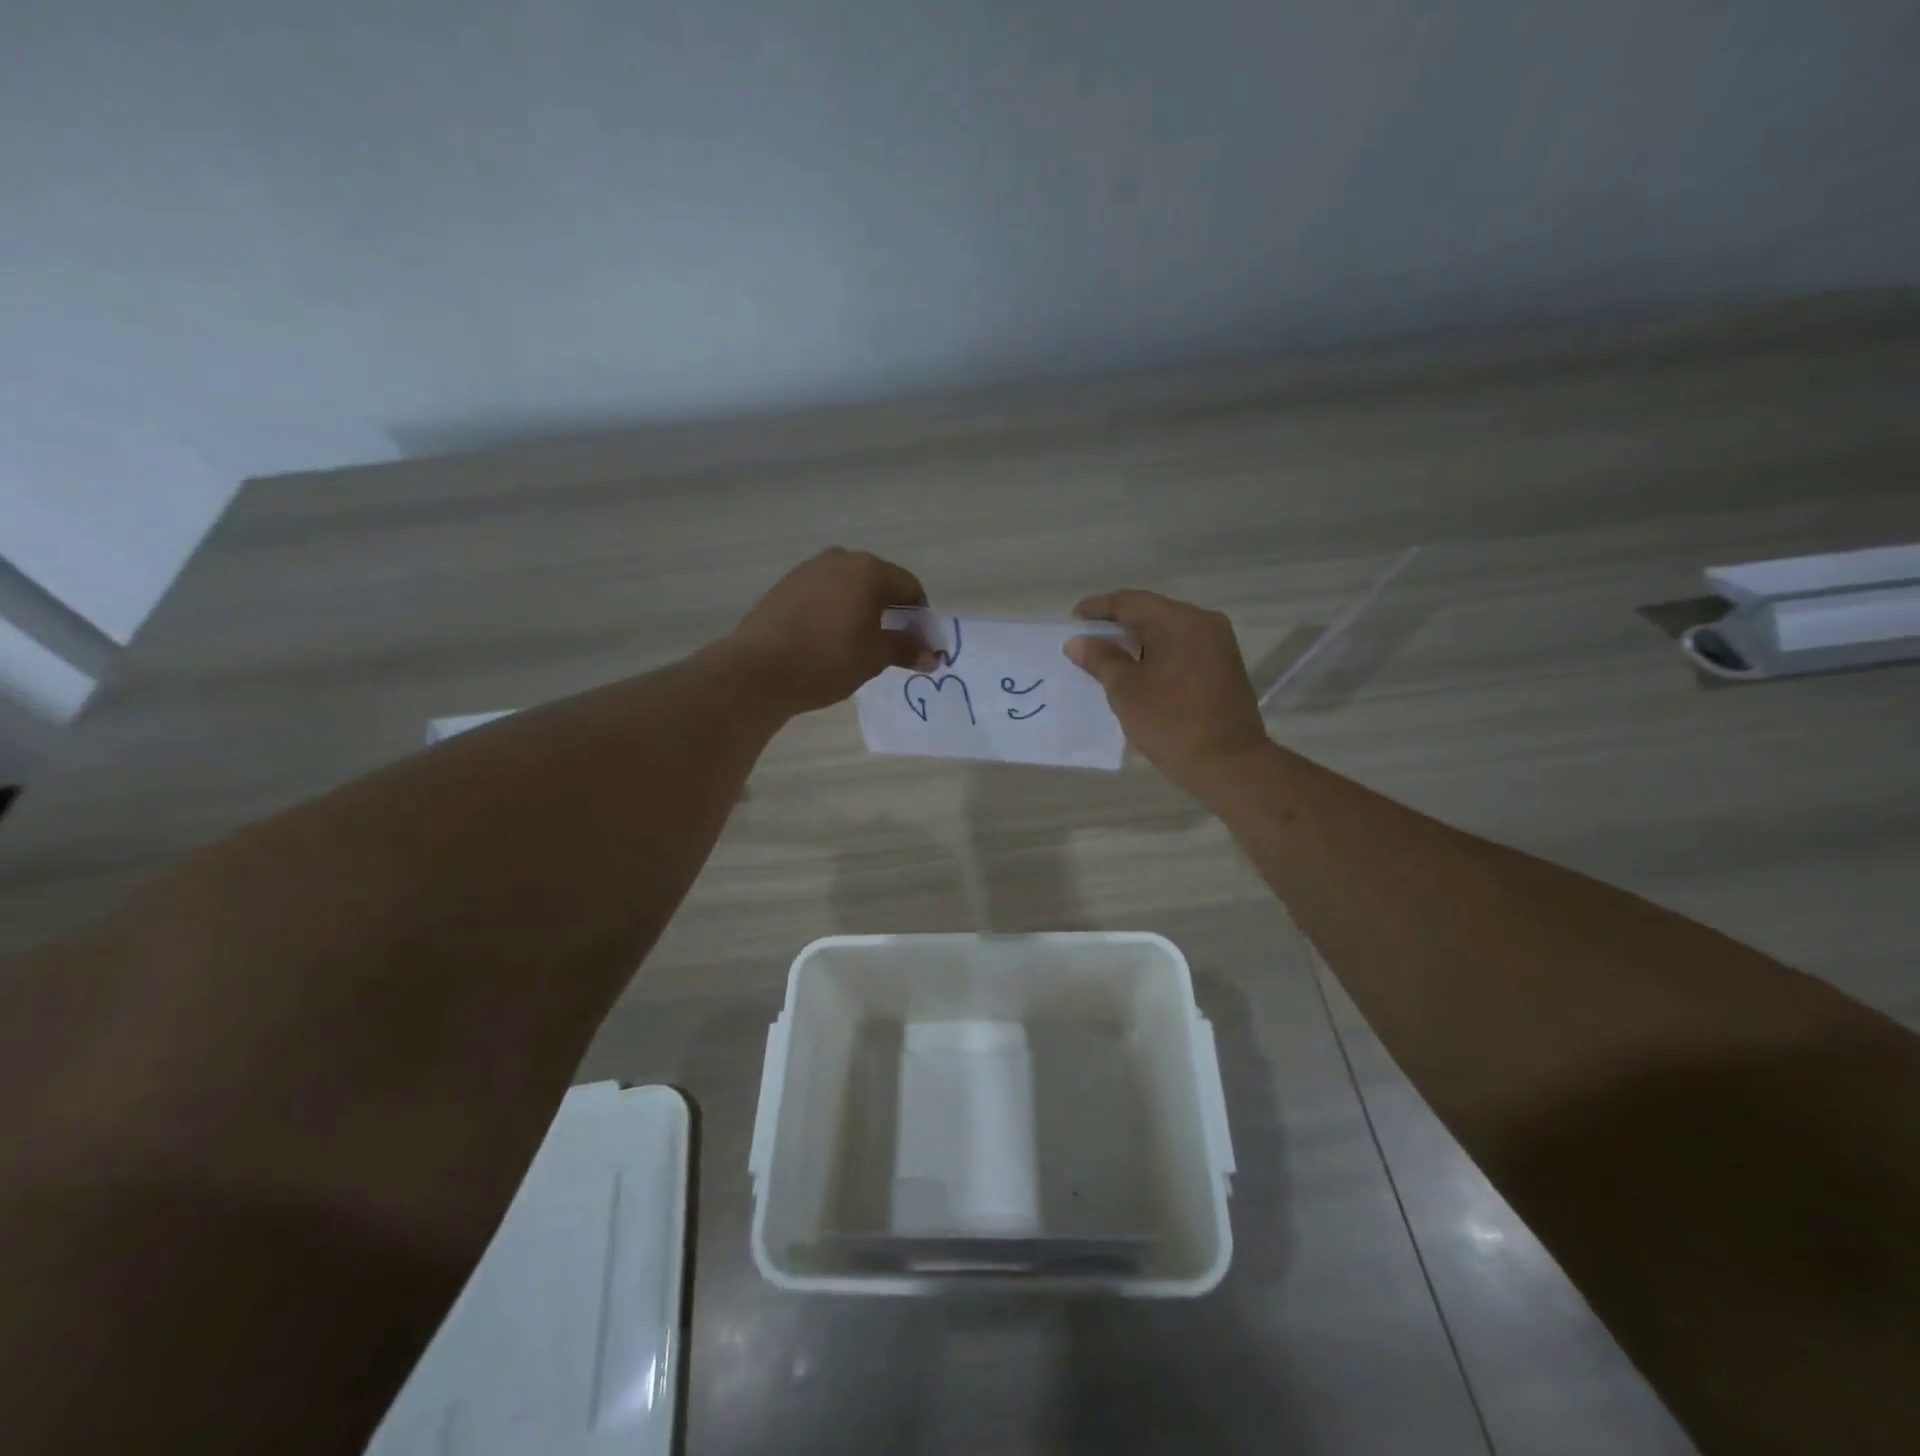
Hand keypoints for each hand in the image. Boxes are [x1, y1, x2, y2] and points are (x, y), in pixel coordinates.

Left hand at [728, 548, 936, 714]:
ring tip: (856, 643)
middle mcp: (839, 559)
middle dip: (889, 610)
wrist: (758, 669)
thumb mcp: (874, 658)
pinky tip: (826, 639)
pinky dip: (834, 610)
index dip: (920, 616)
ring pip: (848, 586)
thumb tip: (933, 656)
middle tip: (889, 644)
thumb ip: (906, 649)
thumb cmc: (828, 660)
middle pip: (878, 582)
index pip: (909, 587)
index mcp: (868, 570)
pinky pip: (822, 594)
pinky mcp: (784, 586)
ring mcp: (808, 569)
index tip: (918, 643)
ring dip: (860, 609)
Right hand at [1065, 590, 1269, 791]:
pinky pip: (1183, 650)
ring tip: (1109, 656)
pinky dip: (1158, 655)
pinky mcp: (1225, 669)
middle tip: (1088, 637)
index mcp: (1179, 620)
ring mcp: (1220, 646)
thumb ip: (1101, 659)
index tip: (1074, 617)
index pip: (1130, 602)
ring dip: (1139, 641)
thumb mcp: (1126, 689)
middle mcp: (1204, 623)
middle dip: (1119, 624)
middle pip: (1152, 613)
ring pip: (1169, 632)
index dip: (1098, 607)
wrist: (1229, 763)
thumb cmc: (1171, 721)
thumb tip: (1078, 642)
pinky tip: (1140, 671)